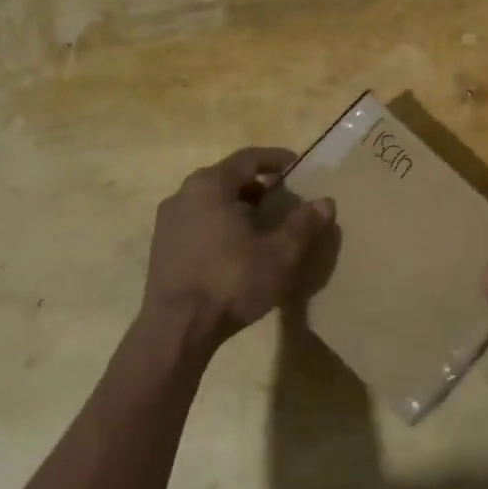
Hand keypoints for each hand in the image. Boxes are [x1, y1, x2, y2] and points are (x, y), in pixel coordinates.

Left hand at [141, 147, 333, 354]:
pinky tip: (235, 248)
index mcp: (210, 185)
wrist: (175, 330)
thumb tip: (326, 202)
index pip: (248, 158)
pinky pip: (197, 221)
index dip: (275, 159)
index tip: (296, 165)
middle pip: (227, 177)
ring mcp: (168, 221)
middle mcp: (184, 194)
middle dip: (257, 184)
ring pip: (210, 200)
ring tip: (261, 224)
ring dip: (237, 204)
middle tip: (282, 197)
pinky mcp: (161, 247)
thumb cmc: (230, 282)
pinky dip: (219, 223)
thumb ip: (303, 225)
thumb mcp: (279, 255)